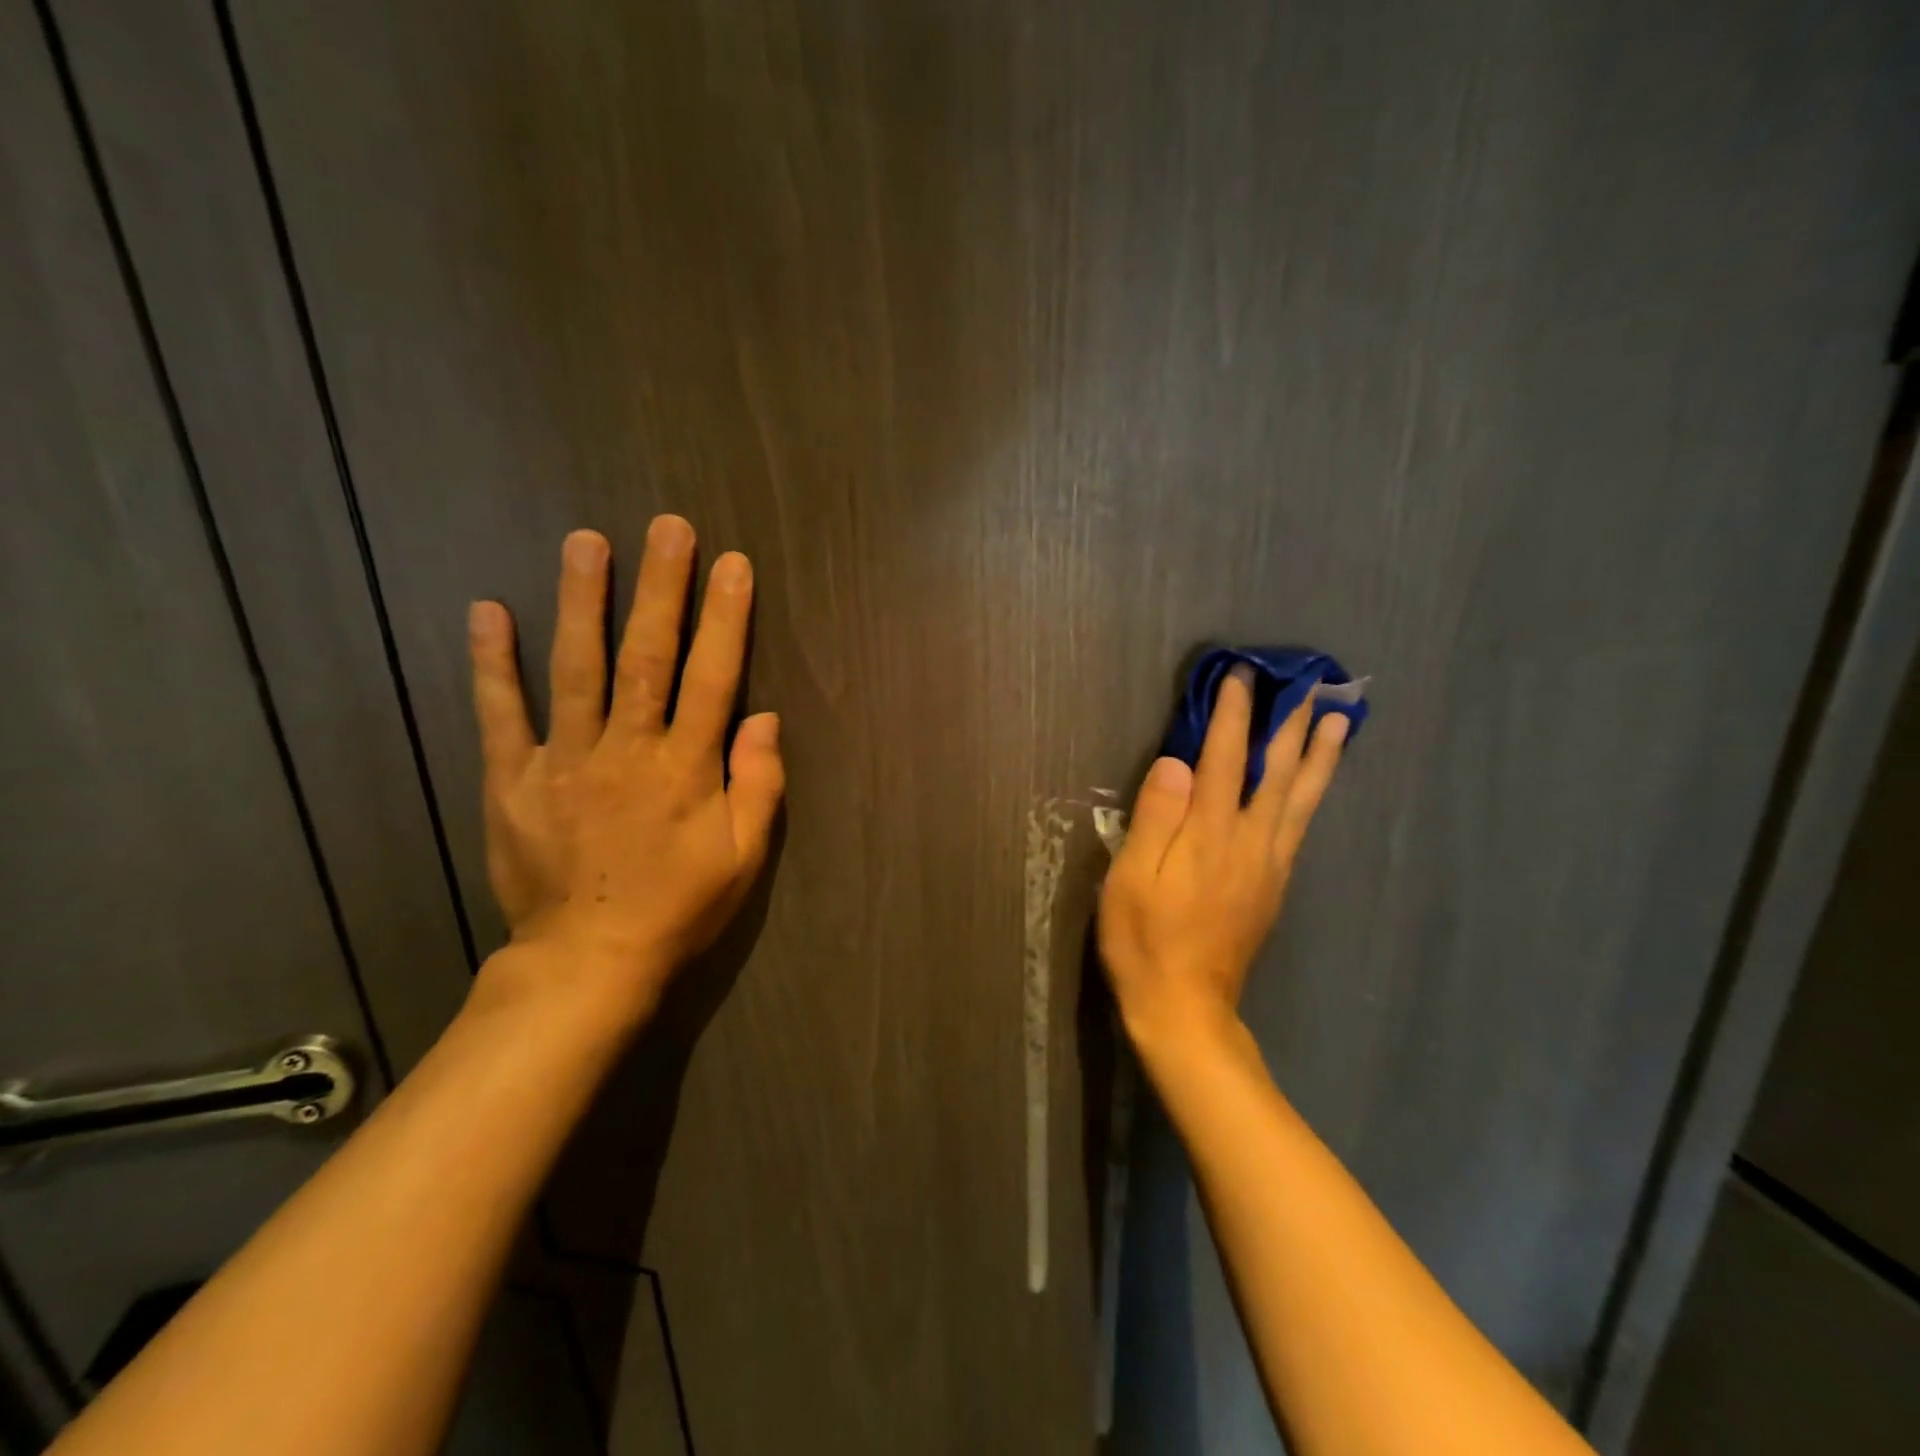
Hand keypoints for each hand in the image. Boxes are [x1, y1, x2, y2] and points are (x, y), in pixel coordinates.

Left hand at [465, 517, 784, 1020]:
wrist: (588, 961)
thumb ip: (759, 785)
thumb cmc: (679, 907)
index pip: (712, 678)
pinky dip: (493, 663)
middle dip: (661, 588)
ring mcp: (563, 762)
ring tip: (586, 542)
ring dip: (582, 602)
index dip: (725, 619)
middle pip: (647, 657)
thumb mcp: (744, 858)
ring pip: (576, 669)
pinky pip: (501, 714)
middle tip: (667, 527)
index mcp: (686, 769)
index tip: (732, 564)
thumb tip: (764, 717)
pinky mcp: (512, 781)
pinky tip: (489, 611)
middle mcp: (627, 750)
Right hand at [1099, 668, 1346, 1050]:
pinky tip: (1315, 784)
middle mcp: (1249, 841)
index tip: (1241, 676)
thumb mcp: (1130, 878)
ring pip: (1302, 798)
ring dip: (1321, 755)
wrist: (1185, 1008)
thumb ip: (1155, 817)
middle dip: (1290, 723)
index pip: (1224, 758)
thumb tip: (1177, 761)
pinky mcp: (1274, 885)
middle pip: (1278, 771)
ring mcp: (1269, 865)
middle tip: (1309, 683)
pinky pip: (1301, 826)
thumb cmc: (1144, 940)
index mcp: (1209, 834)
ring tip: (1339, 720)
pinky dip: (1314, 794)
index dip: (1232, 715)